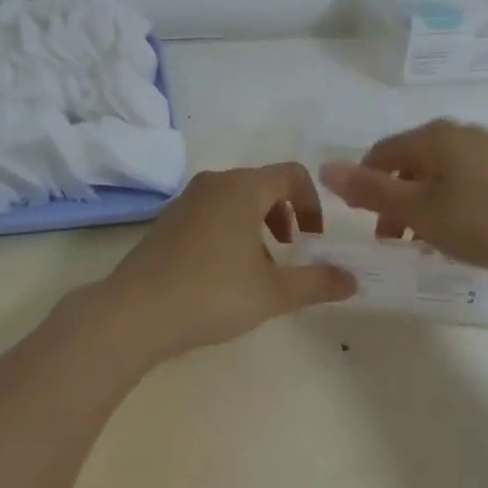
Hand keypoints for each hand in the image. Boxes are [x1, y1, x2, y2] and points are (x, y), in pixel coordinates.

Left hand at [86, 164, 356, 364]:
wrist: (135, 312)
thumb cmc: (212, 293)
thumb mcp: (273, 292)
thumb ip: (317, 282)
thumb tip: (352, 280)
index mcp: (243, 187)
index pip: (292, 174)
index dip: (312, 204)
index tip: (313, 240)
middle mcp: (215, 183)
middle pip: (263, 184)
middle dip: (286, 215)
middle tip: (291, 251)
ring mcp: (186, 200)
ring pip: (236, 199)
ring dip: (258, 224)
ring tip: (259, 267)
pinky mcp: (167, 221)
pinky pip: (211, 213)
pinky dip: (230, 230)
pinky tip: (224, 274)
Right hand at [318, 119, 487, 272]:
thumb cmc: (485, 220)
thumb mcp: (420, 211)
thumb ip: (371, 191)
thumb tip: (324, 168)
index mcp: (431, 137)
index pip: (380, 153)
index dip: (365, 185)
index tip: (369, 225)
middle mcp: (458, 133)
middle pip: (409, 163)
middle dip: (395, 200)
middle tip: (396, 241)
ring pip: (438, 174)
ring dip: (422, 205)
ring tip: (428, 243)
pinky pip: (464, 181)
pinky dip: (450, 204)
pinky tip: (463, 232)